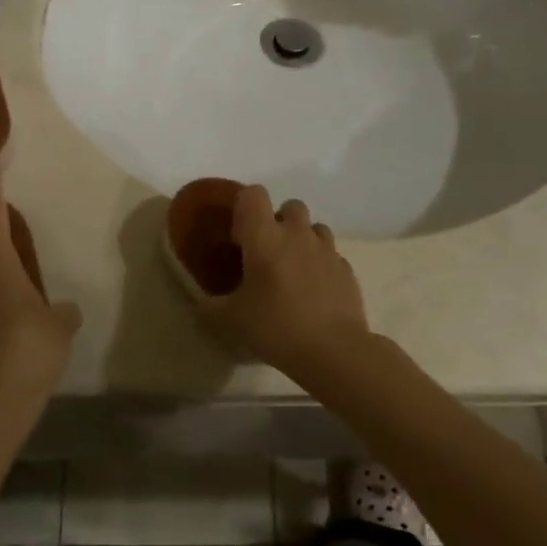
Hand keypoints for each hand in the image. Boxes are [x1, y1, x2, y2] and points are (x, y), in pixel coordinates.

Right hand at [200, 185, 369, 379]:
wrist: (333, 351)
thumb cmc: (276, 327)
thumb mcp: (230, 321)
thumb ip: (210, 306)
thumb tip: (199, 302)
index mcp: (265, 237)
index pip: (254, 194)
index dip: (244, 208)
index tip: (240, 237)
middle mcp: (297, 234)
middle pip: (290, 206)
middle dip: (279, 222)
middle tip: (268, 253)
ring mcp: (326, 250)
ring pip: (314, 228)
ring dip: (303, 240)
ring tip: (293, 270)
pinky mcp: (347, 269)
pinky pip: (331, 255)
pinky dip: (321, 265)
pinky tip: (314, 292)